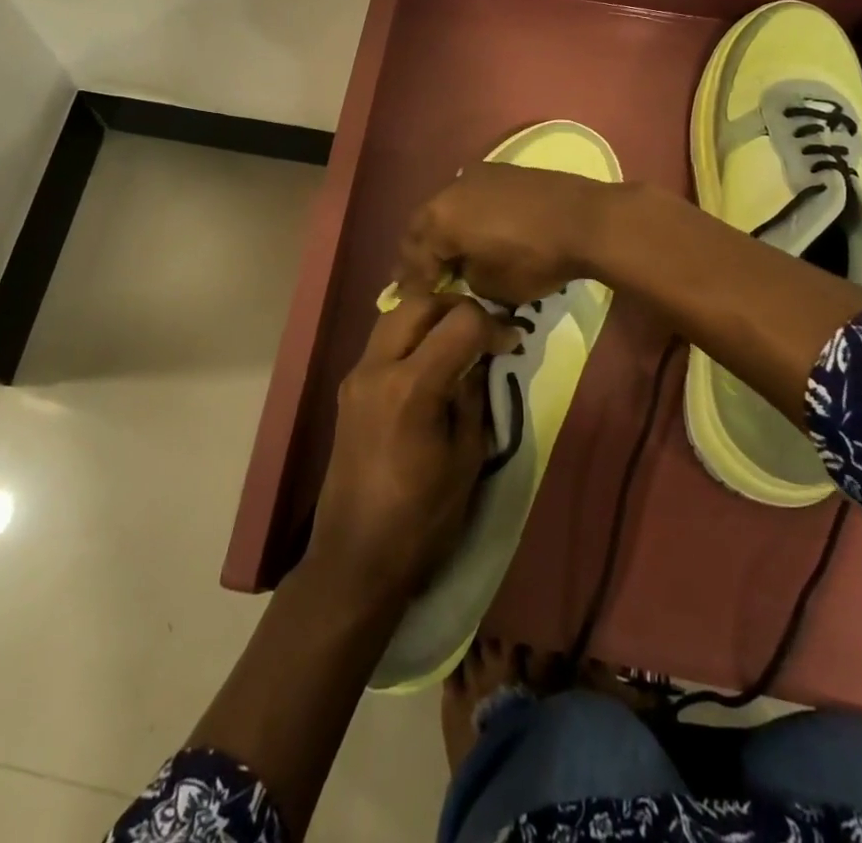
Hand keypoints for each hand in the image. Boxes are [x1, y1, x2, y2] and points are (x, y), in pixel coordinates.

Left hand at [305, 295, 514, 604]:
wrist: (355, 558)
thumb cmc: (422, 520)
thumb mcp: (466, 459)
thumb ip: (474, 397)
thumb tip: (482, 358)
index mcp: (410, 387)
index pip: (460, 322)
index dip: (494, 326)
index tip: (513, 343)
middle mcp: (377, 367)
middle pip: (420, 301)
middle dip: (458, 307)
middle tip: (484, 333)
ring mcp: (357, 374)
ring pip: (396, 314)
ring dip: (431, 316)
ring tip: (459, 342)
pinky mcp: (349, 387)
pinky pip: (383, 340)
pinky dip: (411, 335)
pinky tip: (432, 361)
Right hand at [395, 162, 620, 306]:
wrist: (587, 220)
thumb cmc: (534, 259)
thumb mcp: (492, 286)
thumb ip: (465, 277)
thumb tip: (464, 270)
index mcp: (440, 220)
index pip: (415, 257)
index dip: (413, 283)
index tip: (411, 300)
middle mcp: (449, 191)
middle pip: (423, 226)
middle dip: (420, 252)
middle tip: (421, 276)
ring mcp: (475, 176)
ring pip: (445, 207)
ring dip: (442, 230)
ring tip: (448, 253)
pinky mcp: (500, 172)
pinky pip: (469, 197)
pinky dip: (465, 216)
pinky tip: (474, 231)